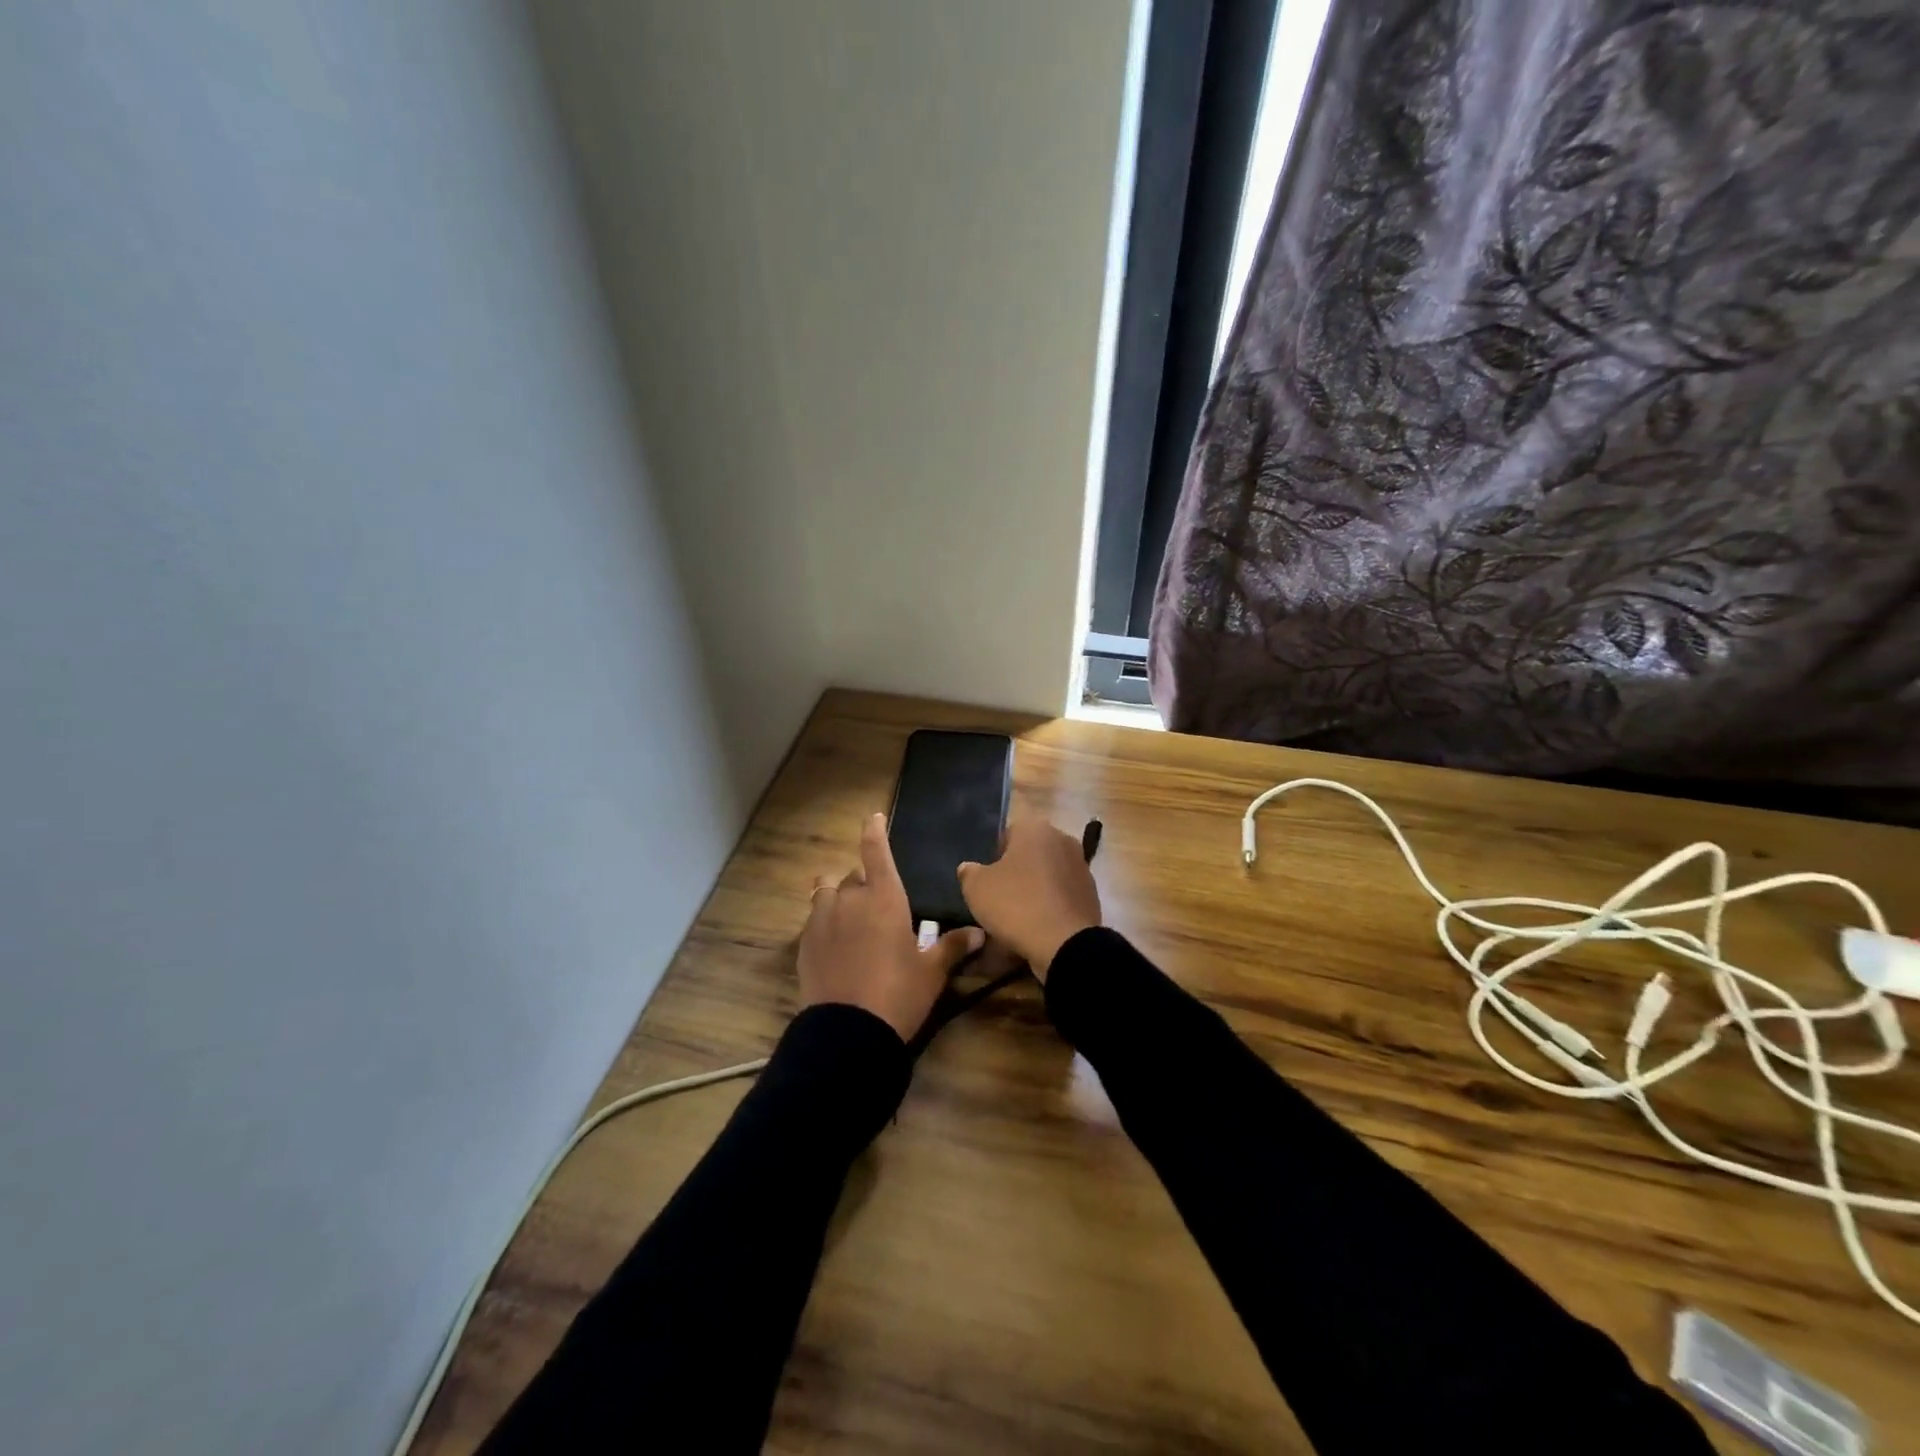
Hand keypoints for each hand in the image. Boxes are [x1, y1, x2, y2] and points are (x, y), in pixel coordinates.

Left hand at [798, 813, 984, 1041]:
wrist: (849, 1032)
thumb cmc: (899, 994)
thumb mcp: (931, 972)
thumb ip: (953, 947)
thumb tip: (979, 932)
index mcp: (884, 898)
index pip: (876, 852)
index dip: (874, 832)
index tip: (873, 817)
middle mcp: (850, 899)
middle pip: (853, 876)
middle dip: (864, 883)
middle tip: (877, 906)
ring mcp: (822, 920)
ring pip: (826, 891)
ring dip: (837, 895)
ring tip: (848, 915)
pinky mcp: (804, 944)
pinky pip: (814, 920)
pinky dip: (824, 923)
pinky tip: (834, 944)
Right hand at [957, 818, 1101, 980]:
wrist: (1064, 944)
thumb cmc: (1016, 904)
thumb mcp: (976, 888)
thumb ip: (969, 872)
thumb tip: (969, 868)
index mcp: (1035, 828)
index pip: (1008, 834)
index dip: (994, 856)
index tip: (988, 880)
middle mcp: (1062, 839)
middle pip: (1030, 852)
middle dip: (1017, 871)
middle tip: (1001, 896)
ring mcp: (1081, 866)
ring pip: (1048, 874)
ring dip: (1036, 888)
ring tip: (1020, 915)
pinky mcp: (1091, 893)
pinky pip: (1062, 894)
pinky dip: (1052, 905)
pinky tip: (1040, 925)